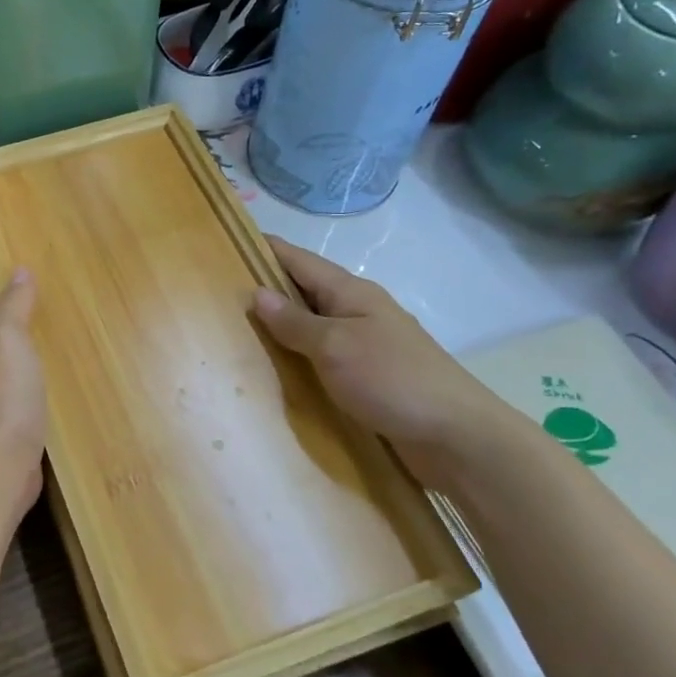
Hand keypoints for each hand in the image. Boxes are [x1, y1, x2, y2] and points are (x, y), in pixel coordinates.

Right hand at [252, 235, 514, 482]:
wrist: (456, 436)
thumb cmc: (391, 379)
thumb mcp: (334, 346)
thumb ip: (294, 322)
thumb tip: (257, 293)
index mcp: (350, 292)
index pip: (299, 260)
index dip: (265, 249)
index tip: (228, 240)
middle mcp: (358, 310)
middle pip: (304, 289)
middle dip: (266, 287)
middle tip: (220, 292)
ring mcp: (365, 342)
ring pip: (313, 323)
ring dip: (281, 324)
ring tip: (238, 329)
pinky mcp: (369, 374)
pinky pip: (323, 353)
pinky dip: (299, 353)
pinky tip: (278, 367)